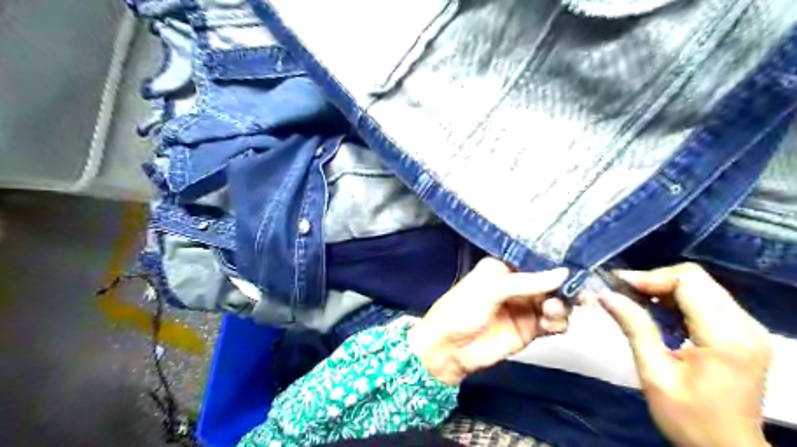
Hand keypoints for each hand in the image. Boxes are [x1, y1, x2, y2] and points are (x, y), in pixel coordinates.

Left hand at [408, 257, 568, 384]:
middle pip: (550, 281)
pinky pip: (553, 322)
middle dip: (564, 285)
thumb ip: (528, 282)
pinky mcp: (530, 329)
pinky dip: (558, 321)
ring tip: (551, 309)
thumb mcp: (491, 289)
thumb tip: (563, 273)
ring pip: (555, 301)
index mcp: (504, 267)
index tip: (574, 263)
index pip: (535, 259)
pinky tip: (550, 321)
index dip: (554, 261)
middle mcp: (517, 284)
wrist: (449, 349)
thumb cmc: (461, 310)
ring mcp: (524, 306)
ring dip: (561, 304)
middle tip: (576, 291)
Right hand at [598, 264, 772, 444]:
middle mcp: (745, 327)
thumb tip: (606, 295)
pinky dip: (677, 299)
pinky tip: (657, 311)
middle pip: (696, 279)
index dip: (649, 278)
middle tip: (622, 293)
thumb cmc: (689, 419)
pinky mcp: (743, 333)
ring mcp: (748, 329)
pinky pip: (706, 299)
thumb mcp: (654, 374)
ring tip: (634, 301)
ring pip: (701, 285)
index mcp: (726, 338)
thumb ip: (634, 327)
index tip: (617, 287)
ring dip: (663, 288)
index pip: (688, 282)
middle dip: (654, 280)